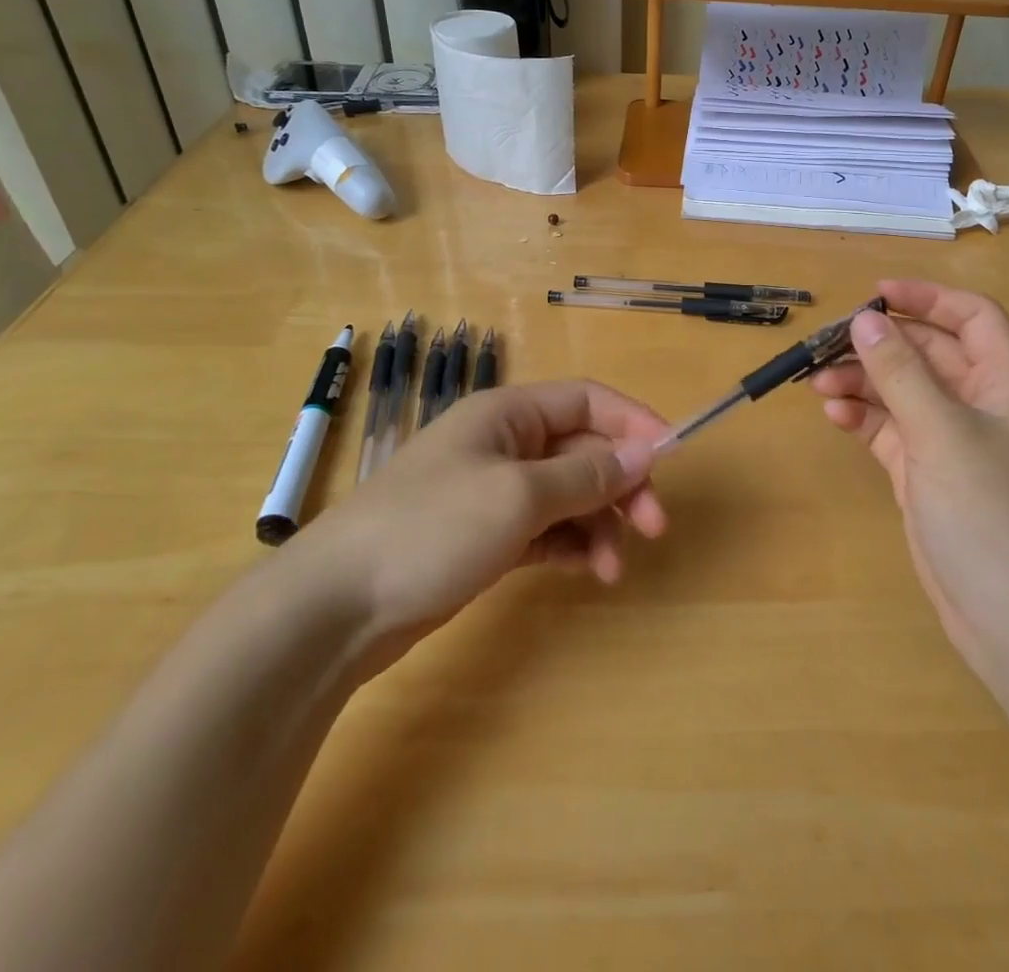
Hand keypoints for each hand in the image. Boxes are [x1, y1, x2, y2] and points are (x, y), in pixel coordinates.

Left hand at [281, 380, 668, 667]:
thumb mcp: (519, 496)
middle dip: (621, 483)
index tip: (671, 455)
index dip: (633, 422)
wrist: (336, 607)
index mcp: (508, 413)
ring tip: (615, 567)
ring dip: (600, 522)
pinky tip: (590, 570)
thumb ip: (586, 474)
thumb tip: (644, 453)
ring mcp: (494, 492)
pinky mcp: (486, 536)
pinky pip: (547, 529)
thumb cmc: (431, 529)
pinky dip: (572, 545)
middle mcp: (504, 444)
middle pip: (582, 449)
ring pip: (568, 493)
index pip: (587, 401)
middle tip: (654, 526)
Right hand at [809, 280, 1008, 678]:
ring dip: (862, 382)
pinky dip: (862, 418)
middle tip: (826, 345)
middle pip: (927, 353)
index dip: (929, 298)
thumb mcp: (943, 434)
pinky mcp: (924, 474)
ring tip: (818, 384)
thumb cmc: (991, 515)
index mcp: (1005, 384)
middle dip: (879, 345)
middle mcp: (979, 406)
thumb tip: (864, 321)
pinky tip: (834, 417)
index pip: (973, 318)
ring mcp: (950, 442)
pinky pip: (889, 430)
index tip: (876, 295)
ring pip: (902, 391)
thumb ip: (901, 374)